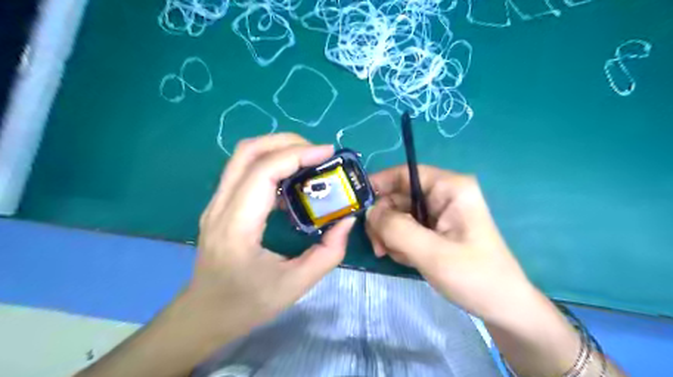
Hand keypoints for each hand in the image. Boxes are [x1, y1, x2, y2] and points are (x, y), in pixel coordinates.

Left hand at [187, 133, 354, 338]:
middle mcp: (220, 206)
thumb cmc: (246, 304)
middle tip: (319, 153)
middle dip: (287, 142)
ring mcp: (216, 203)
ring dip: (278, 149)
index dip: (298, 154)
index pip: (263, 171)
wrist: (203, 315)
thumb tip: (346, 219)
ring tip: (309, 161)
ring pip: (244, 156)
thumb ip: (328, 252)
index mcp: (237, 226)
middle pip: (248, 151)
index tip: (328, 153)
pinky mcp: (221, 205)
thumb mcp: (295, 285)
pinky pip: (245, 170)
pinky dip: (271, 164)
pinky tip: (291, 181)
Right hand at [366, 166, 533, 322]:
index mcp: (450, 188)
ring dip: (390, 234)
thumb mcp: (432, 252)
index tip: (356, 204)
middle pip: (398, 196)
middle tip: (379, 247)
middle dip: (383, 220)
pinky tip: (406, 259)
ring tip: (395, 256)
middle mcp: (443, 194)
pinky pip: (405, 228)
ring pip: (398, 213)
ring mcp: (438, 212)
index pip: (405, 173)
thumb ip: (396, 228)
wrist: (501, 306)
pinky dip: (399, 242)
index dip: (378, 184)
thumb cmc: (474, 276)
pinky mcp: (435, 228)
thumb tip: (369, 211)